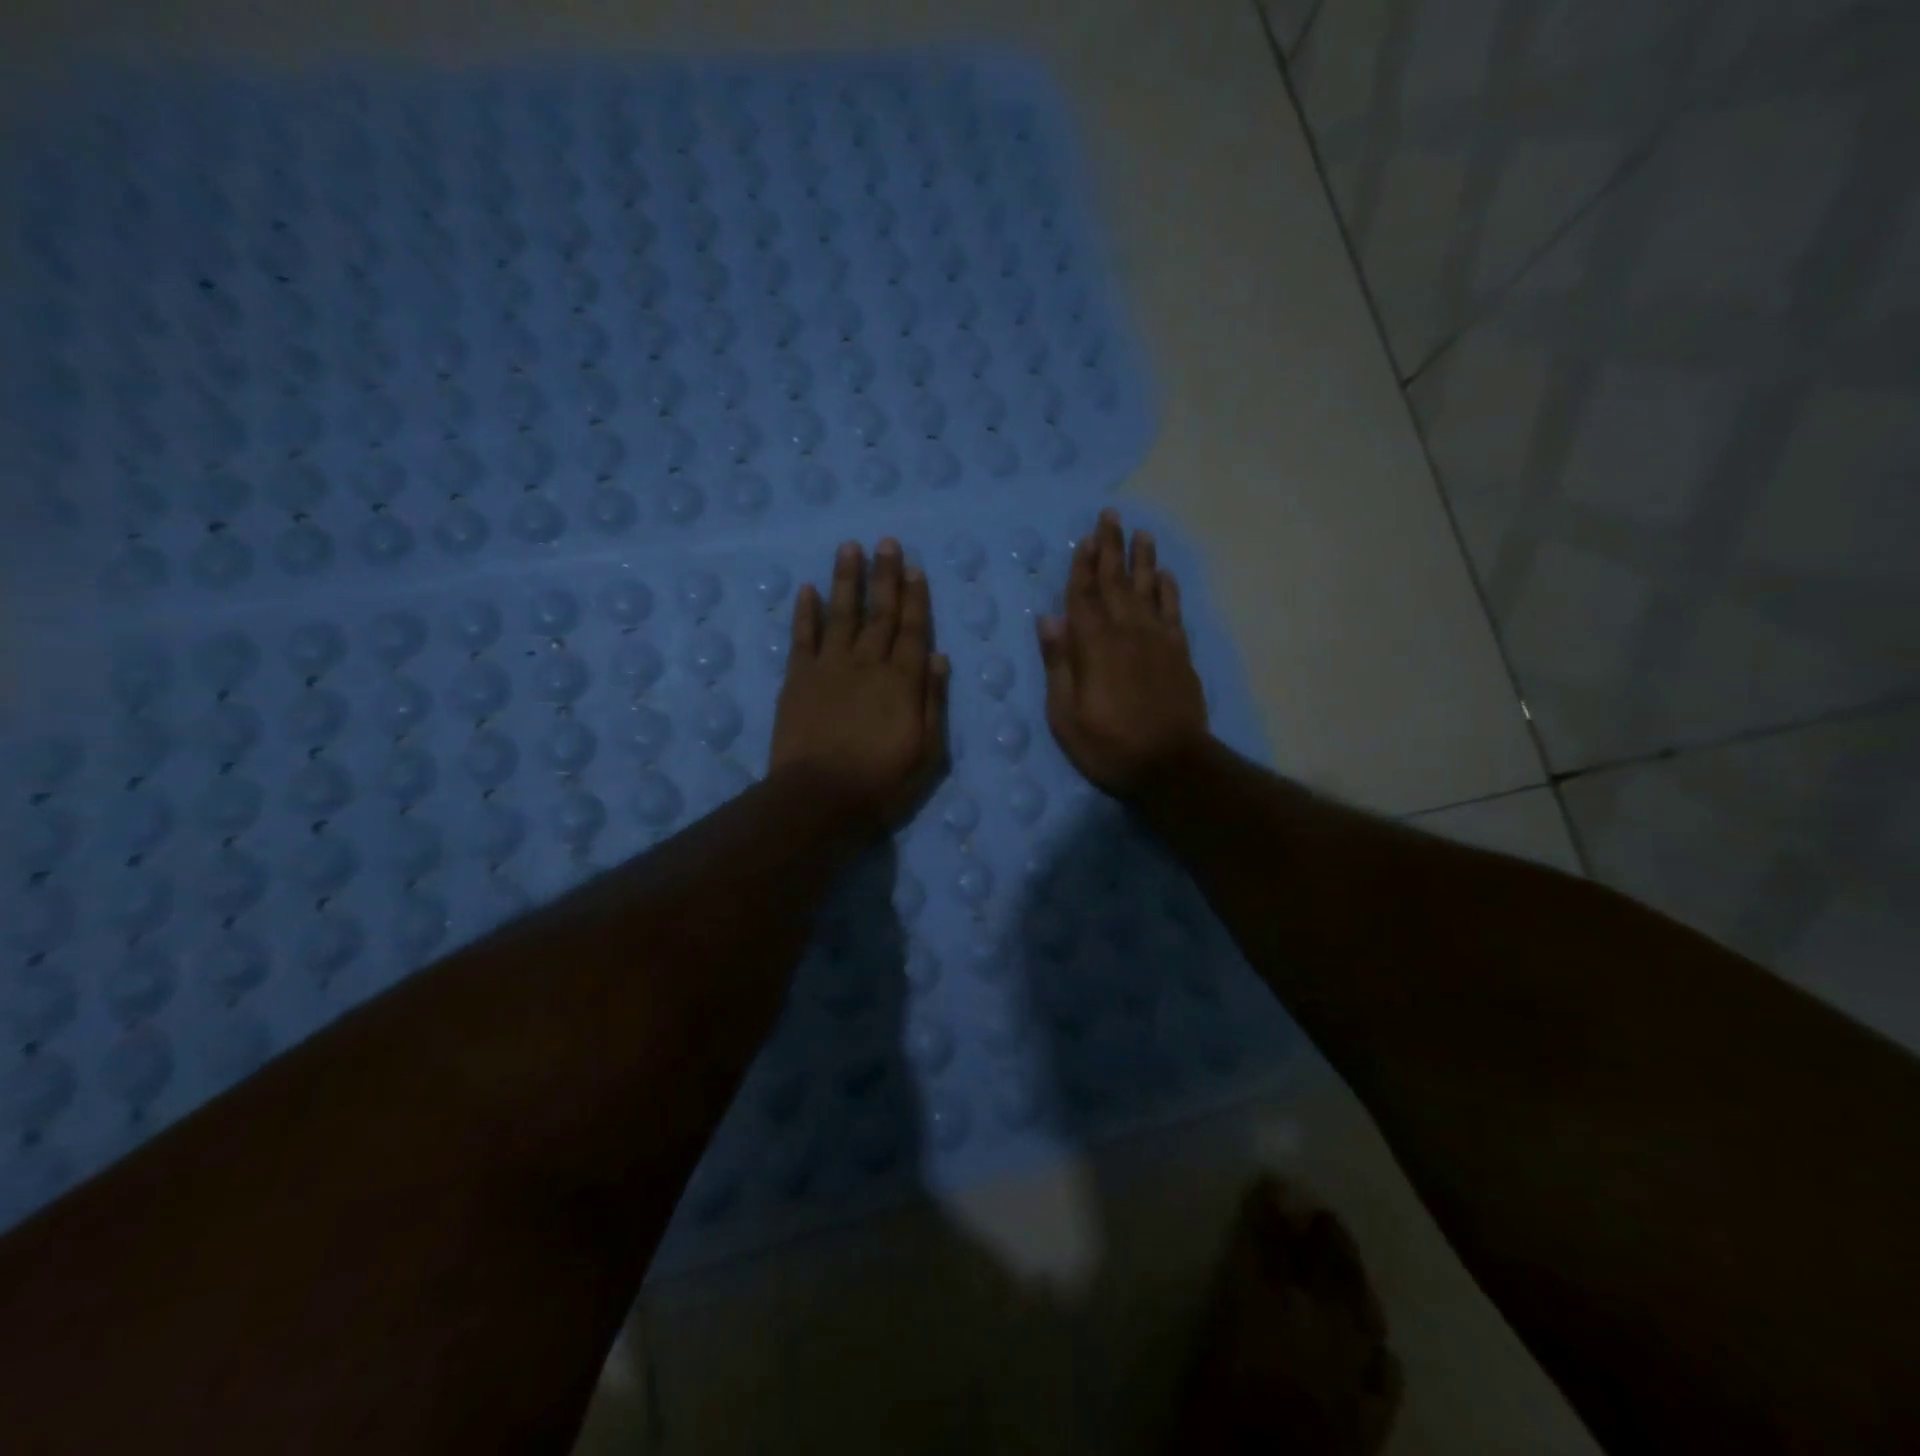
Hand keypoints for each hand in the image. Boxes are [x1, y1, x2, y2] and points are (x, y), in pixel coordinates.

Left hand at [771, 538, 949, 829]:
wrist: (818, 799)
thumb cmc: (881, 783)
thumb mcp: (928, 752)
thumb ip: (933, 702)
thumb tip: (938, 657)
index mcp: (901, 681)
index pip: (912, 630)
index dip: (915, 598)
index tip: (915, 568)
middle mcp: (866, 664)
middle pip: (878, 613)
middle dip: (885, 576)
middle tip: (886, 543)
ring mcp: (828, 668)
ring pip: (841, 614)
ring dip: (846, 580)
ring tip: (850, 547)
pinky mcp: (797, 679)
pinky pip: (802, 637)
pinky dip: (805, 612)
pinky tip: (808, 588)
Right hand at [1038, 508, 1208, 795]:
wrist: (1171, 765)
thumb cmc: (1109, 745)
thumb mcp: (1065, 715)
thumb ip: (1058, 665)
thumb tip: (1048, 620)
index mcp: (1093, 646)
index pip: (1083, 596)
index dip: (1081, 566)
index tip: (1083, 538)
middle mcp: (1126, 632)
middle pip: (1116, 582)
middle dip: (1111, 548)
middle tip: (1110, 516)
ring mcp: (1157, 640)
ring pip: (1148, 589)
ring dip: (1142, 559)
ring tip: (1140, 533)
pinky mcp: (1179, 653)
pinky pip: (1173, 611)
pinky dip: (1168, 590)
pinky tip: (1164, 575)